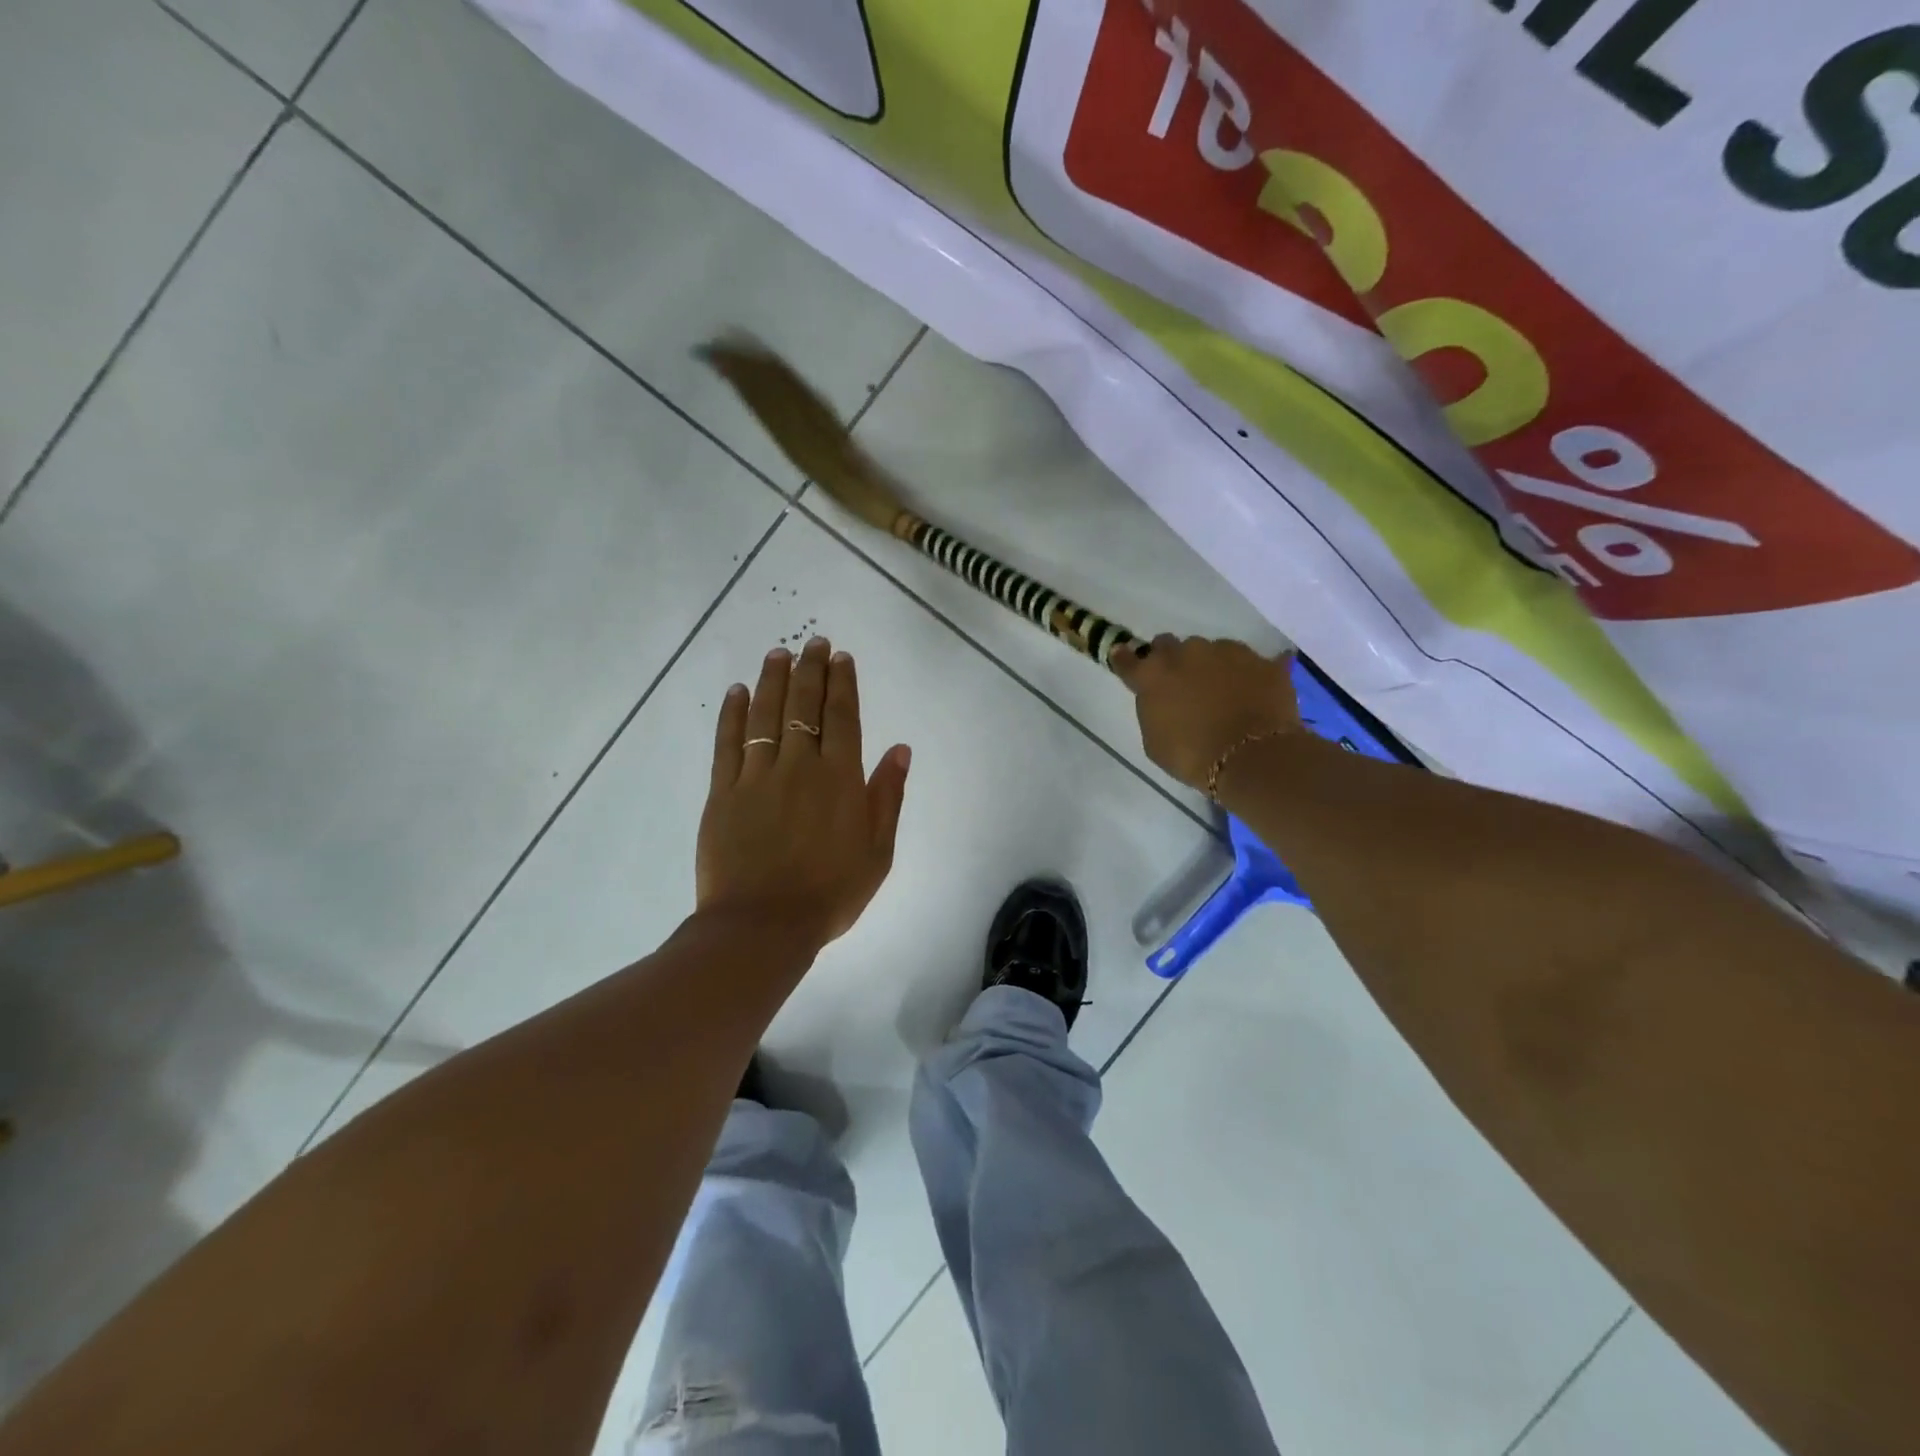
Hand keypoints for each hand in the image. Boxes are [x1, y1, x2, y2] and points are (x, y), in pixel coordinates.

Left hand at [697, 637, 911, 950]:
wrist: (763, 926)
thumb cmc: (830, 893)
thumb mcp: (877, 851)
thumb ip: (887, 796)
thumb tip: (900, 749)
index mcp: (840, 779)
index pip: (843, 717)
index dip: (842, 683)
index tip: (840, 658)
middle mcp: (800, 766)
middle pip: (804, 705)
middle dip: (810, 669)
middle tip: (813, 643)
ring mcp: (757, 776)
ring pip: (766, 715)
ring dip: (773, 680)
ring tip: (778, 653)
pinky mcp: (723, 792)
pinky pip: (729, 742)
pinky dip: (733, 713)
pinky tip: (738, 691)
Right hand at [1112, 637, 1299, 792]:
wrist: (1253, 758)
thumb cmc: (1193, 757)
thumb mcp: (1154, 742)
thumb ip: (1152, 710)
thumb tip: (1160, 698)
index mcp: (1152, 675)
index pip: (1128, 659)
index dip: (1125, 660)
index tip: (1124, 658)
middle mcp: (1186, 653)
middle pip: (1169, 645)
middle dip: (1171, 660)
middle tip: (1181, 684)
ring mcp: (1227, 651)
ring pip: (1211, 650)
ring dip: (1210, 666)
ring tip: (1223, 693)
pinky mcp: (1261, 660)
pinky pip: (1250, 662)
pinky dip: (1247, 674)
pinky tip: (1253, 691)